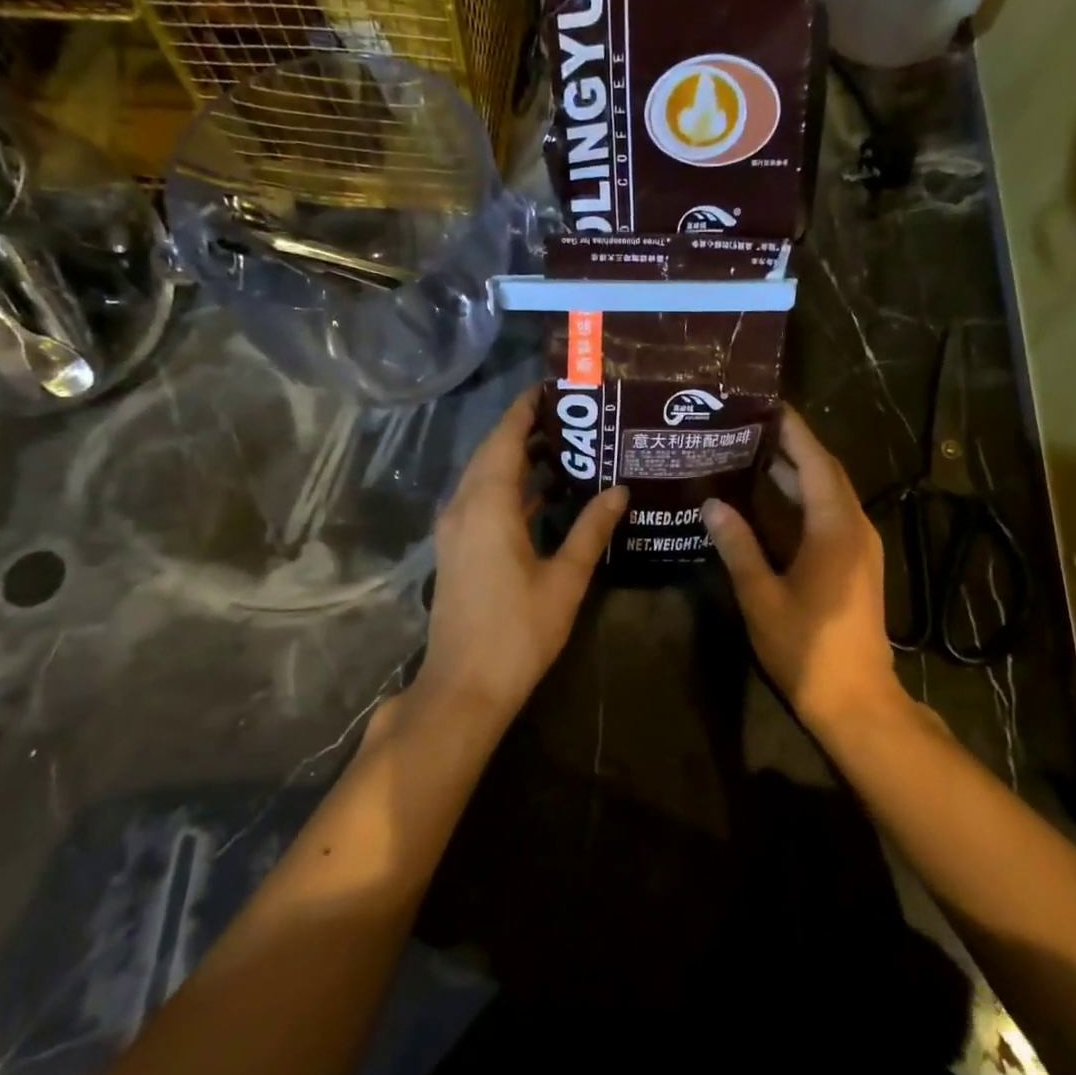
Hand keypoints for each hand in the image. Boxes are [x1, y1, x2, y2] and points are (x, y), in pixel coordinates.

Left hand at [421, 389, 627, 719]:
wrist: (464, 687)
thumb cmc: (518, 632)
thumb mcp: (564, 578)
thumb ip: (591, 529)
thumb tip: (619, 490)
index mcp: (487, 505)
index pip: (504, 437)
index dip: (525, 408)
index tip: (554, 387)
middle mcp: (463, 507)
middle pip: (493, 453)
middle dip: (527, 430)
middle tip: (574, 416)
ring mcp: (456, 530)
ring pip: (487, 478)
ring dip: (520, 461)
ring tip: (569, 448)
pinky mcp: (458, 549)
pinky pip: (483, 502)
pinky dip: (512, 490)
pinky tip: (546, 495)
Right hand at [703, 407, 899, 726]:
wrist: (855, 699)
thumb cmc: (806, 647)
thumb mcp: (761, 596)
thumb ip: (737, 546)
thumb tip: (711, 503)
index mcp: (835, 528)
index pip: (816, 461)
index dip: (793, 430)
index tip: (764, 404)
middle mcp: (854, 527)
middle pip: (824, 471)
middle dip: (790, 445)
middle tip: (746, 426)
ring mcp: (859, 546)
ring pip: (828, 493)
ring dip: (796, 471)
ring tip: (750, 452)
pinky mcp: (855, 563)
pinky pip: (829, 514)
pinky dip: (802, 498)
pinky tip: (770, 501)